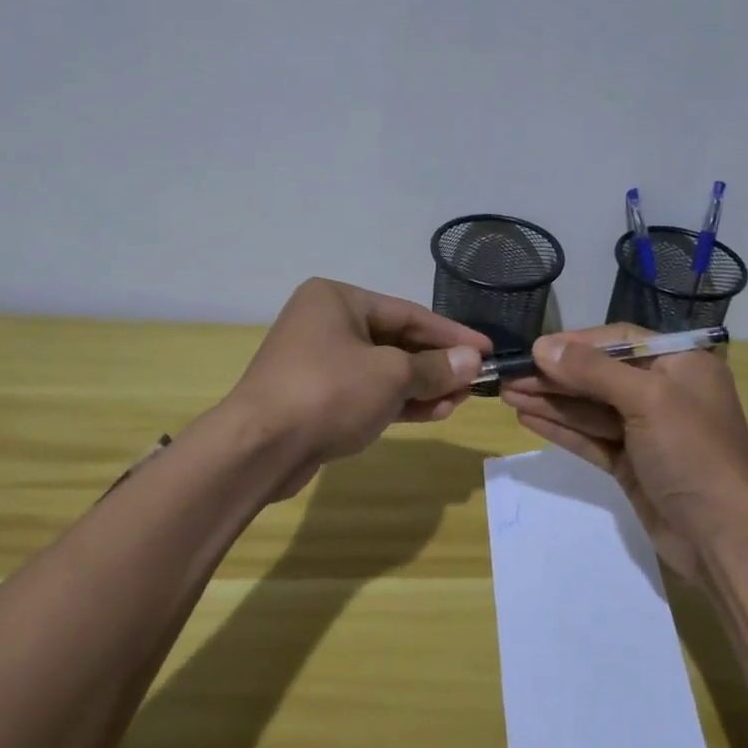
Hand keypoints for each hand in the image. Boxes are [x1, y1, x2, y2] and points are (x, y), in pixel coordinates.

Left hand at [224, 279, 489, 491]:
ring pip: (383, 370)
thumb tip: (472, 361)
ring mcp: (319, 362)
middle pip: (396, 341)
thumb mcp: (391, 375)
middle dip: (436, 364)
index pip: (408, 313)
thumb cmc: (329, 392)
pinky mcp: (317, 397)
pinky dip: (398, 402)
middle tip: (475, 382)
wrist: (260, 447)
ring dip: (422, 386)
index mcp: (337, 299)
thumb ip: (435, 367)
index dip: (452, 333)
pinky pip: (367, 393)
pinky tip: (432, 413)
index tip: (487, 349)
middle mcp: (326, 323)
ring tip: (459, 401)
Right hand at [500, 325, 747, 581]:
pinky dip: (561, 429)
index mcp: (681, 364)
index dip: (576, 343)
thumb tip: (543, 346)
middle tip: (508, 376)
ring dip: (551, 401)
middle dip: (555, 376)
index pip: (620, 339)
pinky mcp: (631, 463)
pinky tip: (527, 418)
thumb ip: (593, 370)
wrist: (722, 536)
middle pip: (600, 374)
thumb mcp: (647, 399)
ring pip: (590, 408)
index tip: (534, 349)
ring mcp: (646, 430)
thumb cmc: (692, 452)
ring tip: (507, 394)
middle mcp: (664, 391)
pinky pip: (591, 437)